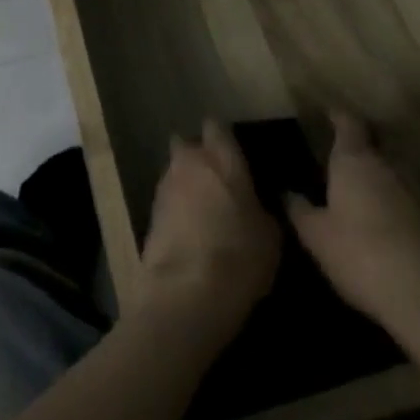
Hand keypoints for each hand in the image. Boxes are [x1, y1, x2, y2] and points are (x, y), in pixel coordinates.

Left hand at [135, 121, 280, 342]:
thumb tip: (255, 204)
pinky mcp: (149, 213)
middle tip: (216, 179)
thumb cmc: (239, 256)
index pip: (216, 127)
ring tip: (203, 209)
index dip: (222, 136)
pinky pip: (167, 200)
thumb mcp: (270, 236)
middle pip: (188, 145)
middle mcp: (189, 162)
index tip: (232, 149)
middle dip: (197, 156)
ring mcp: (165, 186)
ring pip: (175, 172)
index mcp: (221, 158)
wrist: (186, 292)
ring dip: (186, 183)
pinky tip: (189, 230)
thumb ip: (261, 208)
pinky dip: (176, 209)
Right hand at [287, 113, 419, 348]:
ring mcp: (419, 192)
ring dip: (379, 177)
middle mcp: (389, 165)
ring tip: (360, 192)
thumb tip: (286, 191)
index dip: (338, 116)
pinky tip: (384, 225)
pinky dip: (395, 204)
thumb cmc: (362, 255)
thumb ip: (300, 210)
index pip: (348, 122)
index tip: (328, 113)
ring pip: (394, 172)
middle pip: (375, 143)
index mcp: (355, 159)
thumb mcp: (317, 236)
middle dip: (361, 147)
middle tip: (340, 156)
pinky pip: (409, 200)